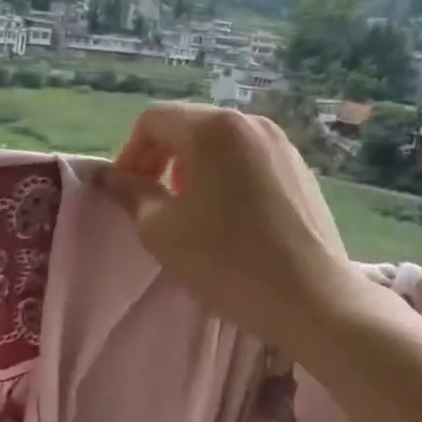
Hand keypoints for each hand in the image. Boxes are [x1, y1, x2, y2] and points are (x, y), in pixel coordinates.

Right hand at [95, 104, 356, 348]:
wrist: (313, 300)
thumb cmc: (227, 262)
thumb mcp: (161, 230)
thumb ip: (130, 193)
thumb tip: (108, 176)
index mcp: (212, 129)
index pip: (153, 120)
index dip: (129, 153)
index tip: (125, 193)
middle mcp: (250, 123)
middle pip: (188, 126)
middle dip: (160, 158)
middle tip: (150, 202)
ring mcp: (281, 144)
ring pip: (219, 143)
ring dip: (191, 167)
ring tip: (187, 210)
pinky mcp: (300, 169)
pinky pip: (247, 159)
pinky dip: (224, 175)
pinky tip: (226, 217)